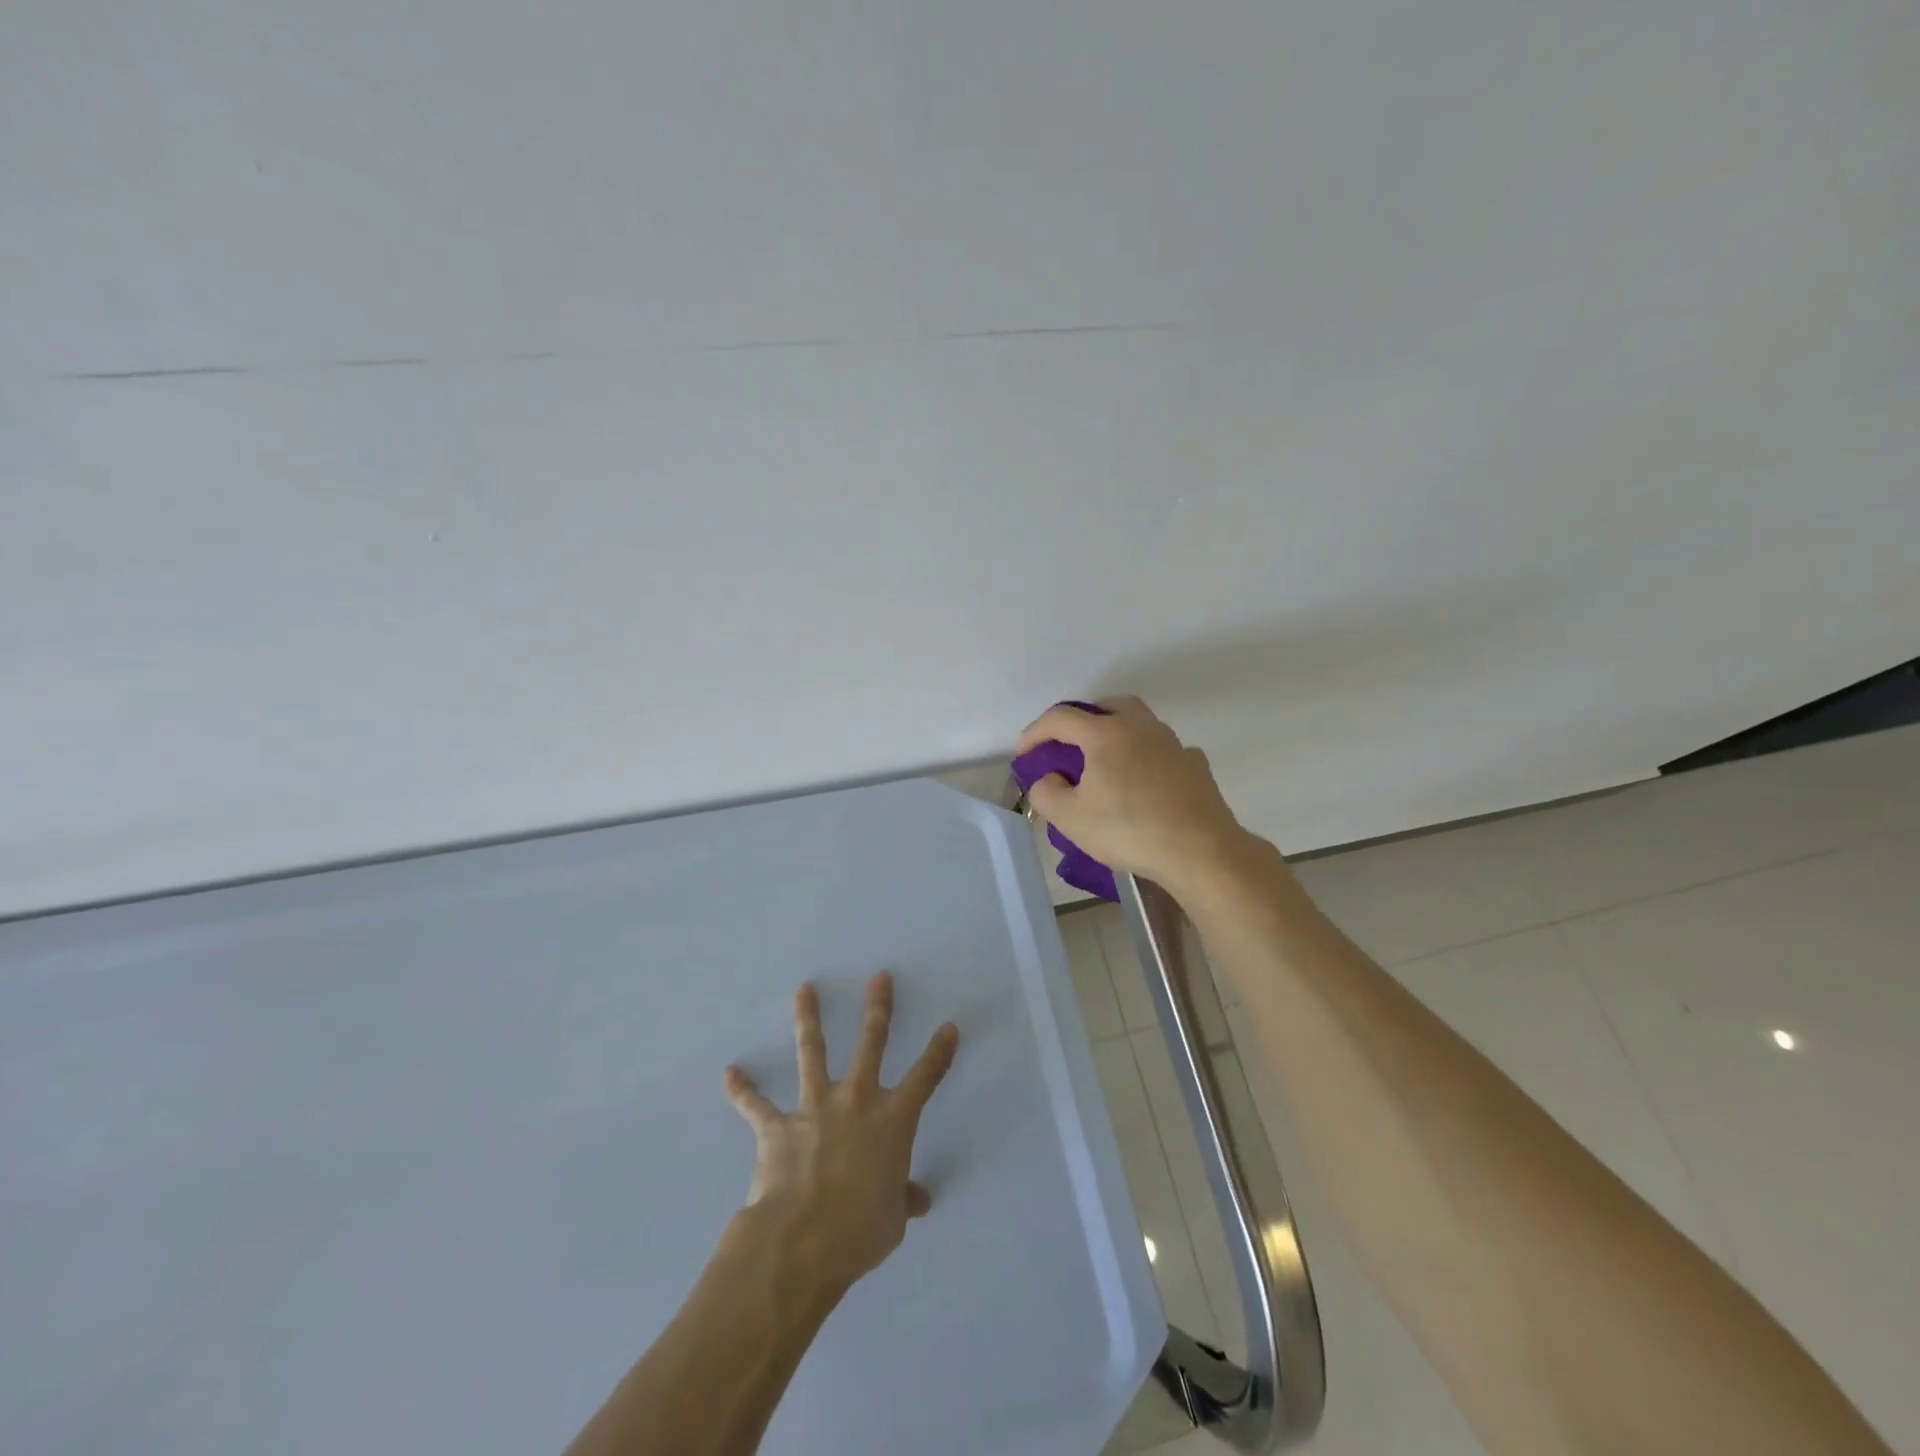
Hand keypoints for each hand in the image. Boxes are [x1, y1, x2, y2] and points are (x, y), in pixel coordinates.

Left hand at [724, 973, 959, 1294]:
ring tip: (804, 989)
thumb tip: (918, 1198)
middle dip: (877, 1008)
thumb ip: (903, 1199)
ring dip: (808, 1018)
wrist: (801, 1242)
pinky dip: (742, 1090)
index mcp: (892, 1121)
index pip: (925, 1077)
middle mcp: (856, 1100)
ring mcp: (815, 1108)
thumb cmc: (859, 1232)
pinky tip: (730, 1073)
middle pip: (871, 1043)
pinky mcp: (777, 1127)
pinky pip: (756, 1105)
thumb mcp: (893, 1220)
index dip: (939, 1052)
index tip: (948, 1026)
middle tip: (879, 977)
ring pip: (812, 1051)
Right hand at [1016, 696, 1255, 895]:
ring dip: (1117, 734)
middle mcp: (1141, 727)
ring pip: (1140, 723)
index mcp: (1106, 733)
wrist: (1200, 851)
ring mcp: (1173, 744)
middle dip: (1083, 719)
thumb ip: (1046, 792)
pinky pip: (1163, 750)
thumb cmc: (1128, 830)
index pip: (1061, 718)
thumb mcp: (1070, 818)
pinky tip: (1144, 782)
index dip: (1035, 732)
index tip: (1024, 754)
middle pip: (1107, 706)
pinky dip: (1147, 757)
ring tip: (1106, 764)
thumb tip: (1049, 779)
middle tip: (1069, 745)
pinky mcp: (1196, 766)